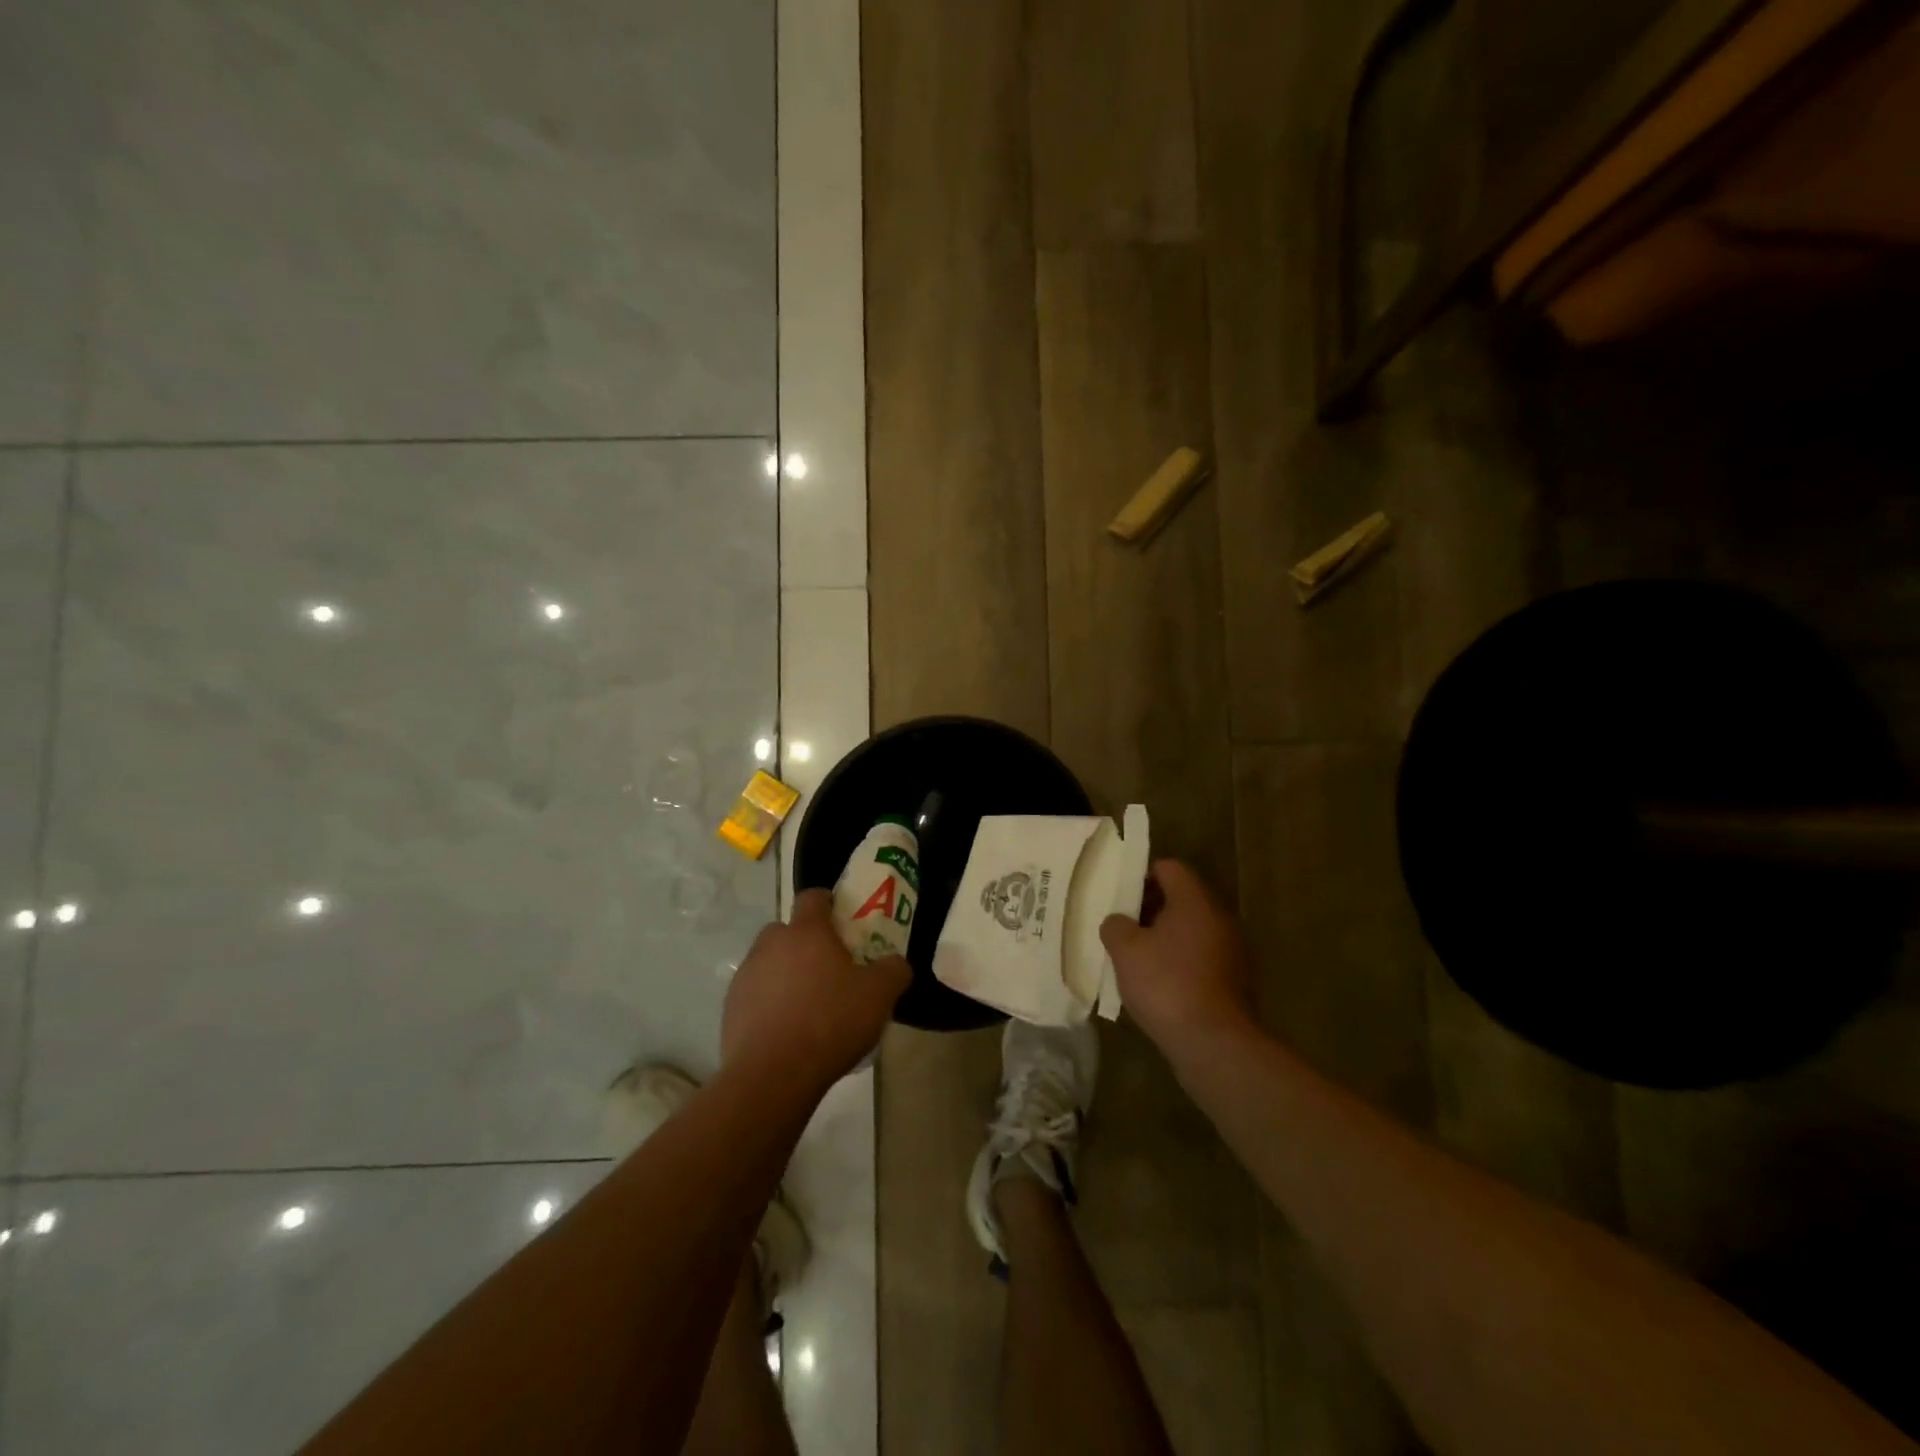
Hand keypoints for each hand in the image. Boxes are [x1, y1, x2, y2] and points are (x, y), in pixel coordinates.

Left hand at [722, 889, 909, 1093]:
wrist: (772, 1075)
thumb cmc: (830, 1022)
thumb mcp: (879, 995)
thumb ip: (894, 970)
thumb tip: (896, 963)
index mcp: (806, 932)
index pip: (813, 897)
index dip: (828, 902)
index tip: (842, 917)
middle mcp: (771, 945)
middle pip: (787, 930)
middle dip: (806, 942)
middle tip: (829, 967)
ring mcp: (746, 976)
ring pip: (769, 962)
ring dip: (786, 974)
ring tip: (809, 1005)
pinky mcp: (730, 1009)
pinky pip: (755, 995)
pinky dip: (770, 1004)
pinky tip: (788, 1030)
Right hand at [1100, 860, 1256, 1064]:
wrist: (1215, 1044)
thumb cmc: (1166, 984)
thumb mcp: (1125, 951)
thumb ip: (1116, 926)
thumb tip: (1119, 922)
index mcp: (1195, 901)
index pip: (1170, 868)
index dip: (1142, 876)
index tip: (1122, 898)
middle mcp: (1219, 918)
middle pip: (1182, 898)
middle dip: (1151, 909)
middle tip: (1124, 928)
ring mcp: (1232, 950)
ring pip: (1192, 929)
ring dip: (1165, 937)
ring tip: (1138, 959)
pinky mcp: (1235, 980)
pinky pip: (1201, 957)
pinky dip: (1180, 962)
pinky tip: (1160, 985)